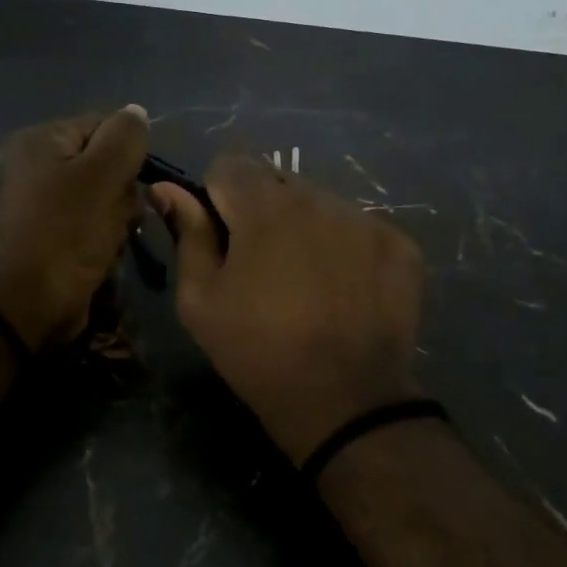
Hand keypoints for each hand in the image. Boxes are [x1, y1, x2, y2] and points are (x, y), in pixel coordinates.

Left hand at [0, 106, 149, 348]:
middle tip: (120, 212)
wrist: (34, 300)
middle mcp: (39, 164)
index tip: (134, 179)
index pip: (105, 125)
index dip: (128, 152)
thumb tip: (136, 112)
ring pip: (108, 194)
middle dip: (124, 188)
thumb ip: (125, 137)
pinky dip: (107, 234)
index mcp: (42, 140)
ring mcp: (46, 201)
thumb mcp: (103, 174)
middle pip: (107, 161)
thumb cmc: (69, 230)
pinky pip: (96, 221)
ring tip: (113, 235)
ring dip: (120, 215)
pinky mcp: (56, 232)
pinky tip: (106, 250)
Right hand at [150, 156, 423, 463]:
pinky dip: (344, 247)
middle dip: (261, 211)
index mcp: (264, 206)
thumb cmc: (258, 351)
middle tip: (261, 266)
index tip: (222, 237)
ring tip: (305, 281)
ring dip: (304, 227)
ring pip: (320, 203)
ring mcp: (364, 219)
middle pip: (277, 183)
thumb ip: (187, 234)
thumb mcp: (201, 300)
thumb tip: (167, 188)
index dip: (217, 196)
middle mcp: (318, 198)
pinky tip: (343, 290)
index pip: (230, 164)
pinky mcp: (399, 244)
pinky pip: (358, 227)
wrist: (345, 402)